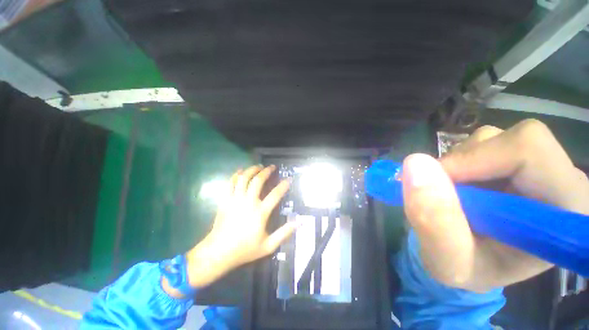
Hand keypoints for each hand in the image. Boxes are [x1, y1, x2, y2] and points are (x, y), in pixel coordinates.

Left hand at [185, 165, 297, 288]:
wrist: (218, 253)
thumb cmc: (245, 249)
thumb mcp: (268, 246)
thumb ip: (284, 233)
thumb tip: (299, 222)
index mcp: (260, 212)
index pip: (275, 194)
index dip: (284, 185)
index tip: (289, 179)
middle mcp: (248, 202)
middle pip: (258, 181)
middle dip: (266, 171)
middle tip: (272, 167)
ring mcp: (235, 200)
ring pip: (243, 179)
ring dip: (252, 170)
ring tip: (258, 166)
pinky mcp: (225, 201)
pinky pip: (230, 183)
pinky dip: (235, 175)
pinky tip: (240, 171)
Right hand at [401, 119, 588, 292]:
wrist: (469, 260)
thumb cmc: (466, 270)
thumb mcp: (447, 261)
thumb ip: (434, 220)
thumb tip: (415, 164)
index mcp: (566, 210)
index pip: (529, 151)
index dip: (475, 160)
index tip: (439, 186)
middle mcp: (561, 178)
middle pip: (509, 139)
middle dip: (461, 165)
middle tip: (443, 195)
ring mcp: (538, 165)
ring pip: (489, 139)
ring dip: (455, 165)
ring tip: (451, 197)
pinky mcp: (514, 159)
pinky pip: (477, 145)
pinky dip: (455, 164)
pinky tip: (457, 189)